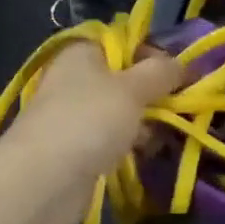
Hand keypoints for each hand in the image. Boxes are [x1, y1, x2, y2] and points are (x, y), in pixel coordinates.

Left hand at [0, 41, 184, 223]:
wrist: (43, 181)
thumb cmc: (89, 120)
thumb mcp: (132, 88)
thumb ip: (160, 72)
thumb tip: (180, 63)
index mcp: (83, 53)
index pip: (126, 43)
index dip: (155, 56)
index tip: (181, 76)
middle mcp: (77, 79)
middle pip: (126, 79)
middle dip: (154, 95)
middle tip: (179, 109)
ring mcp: (76, 115)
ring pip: (122, 112)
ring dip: (145, 124)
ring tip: (164, 136)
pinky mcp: (78, 148)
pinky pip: (113, 139)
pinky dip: (130, 145)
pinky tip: (146, 154)